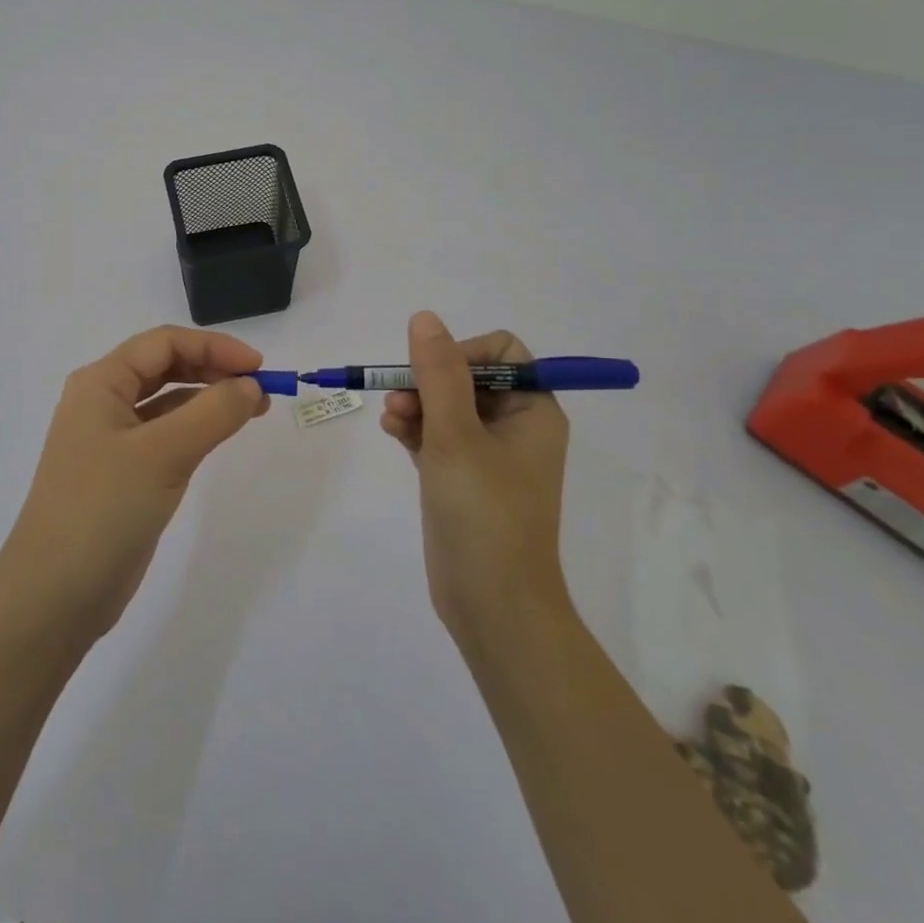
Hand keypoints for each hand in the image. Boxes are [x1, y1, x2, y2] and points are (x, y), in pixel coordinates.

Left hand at [0, 326, 269, 643]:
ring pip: (166, 402)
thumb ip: (213, 413)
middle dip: (213, 370)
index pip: (164, 343)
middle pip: (164, 366)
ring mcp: (109, 439)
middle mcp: (102, 402)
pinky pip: (163, 435)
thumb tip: (251, 385)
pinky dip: (194, 429)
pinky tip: (218, 438)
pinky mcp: (121, 473)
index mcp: (100, 382)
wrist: (54, 595)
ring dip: (207, 399)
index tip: (258, 368)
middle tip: (259, 390)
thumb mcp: (164, 454)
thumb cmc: (103, 509)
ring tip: (251, 411)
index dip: (214, 347)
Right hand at [380, 312, 572, 644]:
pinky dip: (415, 428)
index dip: (462, 352)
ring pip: (446, 405)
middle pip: (467, 377)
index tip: (431, 372)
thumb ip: (438, 374)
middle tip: (398, 399)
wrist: (491, 604)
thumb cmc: (483, 512)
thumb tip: (424, 318)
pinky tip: (392, 432)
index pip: (501, 353)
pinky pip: (436, 434)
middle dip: (427, 381)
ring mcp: (487, 454)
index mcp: (533, 411)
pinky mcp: (462, 477)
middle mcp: (515, 426)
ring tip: (390, 420)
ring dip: (415, 404)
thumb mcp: (456, 435)